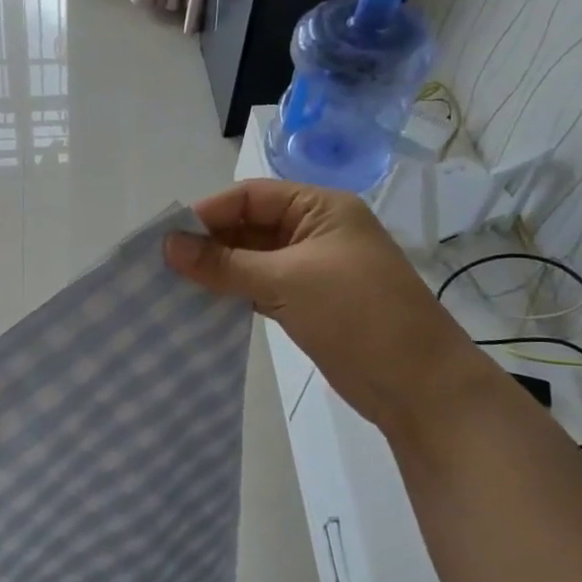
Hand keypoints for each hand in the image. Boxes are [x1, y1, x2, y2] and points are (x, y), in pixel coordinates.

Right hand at [165, 180, 487, 433]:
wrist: (417, 385)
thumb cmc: (357, 315)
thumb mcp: (286, 280)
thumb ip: (223, 263)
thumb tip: (167, 245)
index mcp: (321, 208)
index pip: (251, 196)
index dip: (209, 212)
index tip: (167, 236)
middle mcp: (315, 231)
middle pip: (249, 225)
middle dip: (209, 241)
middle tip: (163, 263)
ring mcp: (311, 269)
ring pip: (251, 258)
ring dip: (217, 268)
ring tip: (173, 282)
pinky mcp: (307, 302)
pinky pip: (259, 286)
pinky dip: (232, 291)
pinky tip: (201, 302)